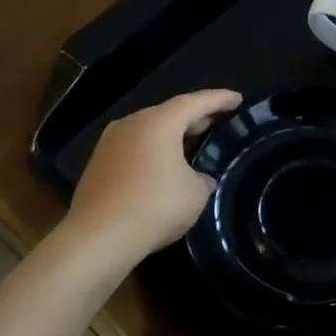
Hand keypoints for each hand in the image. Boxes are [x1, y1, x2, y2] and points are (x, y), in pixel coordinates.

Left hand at [64, 89, 240, 264]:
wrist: (99, 237)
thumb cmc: (156, 206)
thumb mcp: (196, 193)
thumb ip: (203, 178)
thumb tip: (199, 178)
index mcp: (159, 123)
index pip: (195, 102)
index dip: (219, 99)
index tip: (237, 99)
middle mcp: (131, 124)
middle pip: (169, 114)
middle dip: (194, 117)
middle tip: (216, 123)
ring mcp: (109, 144)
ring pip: (148, 131)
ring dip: (171, 136)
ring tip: (191, 145)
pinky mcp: (98, 165)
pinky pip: (134, 149)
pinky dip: (153, 153)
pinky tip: (163, 169)